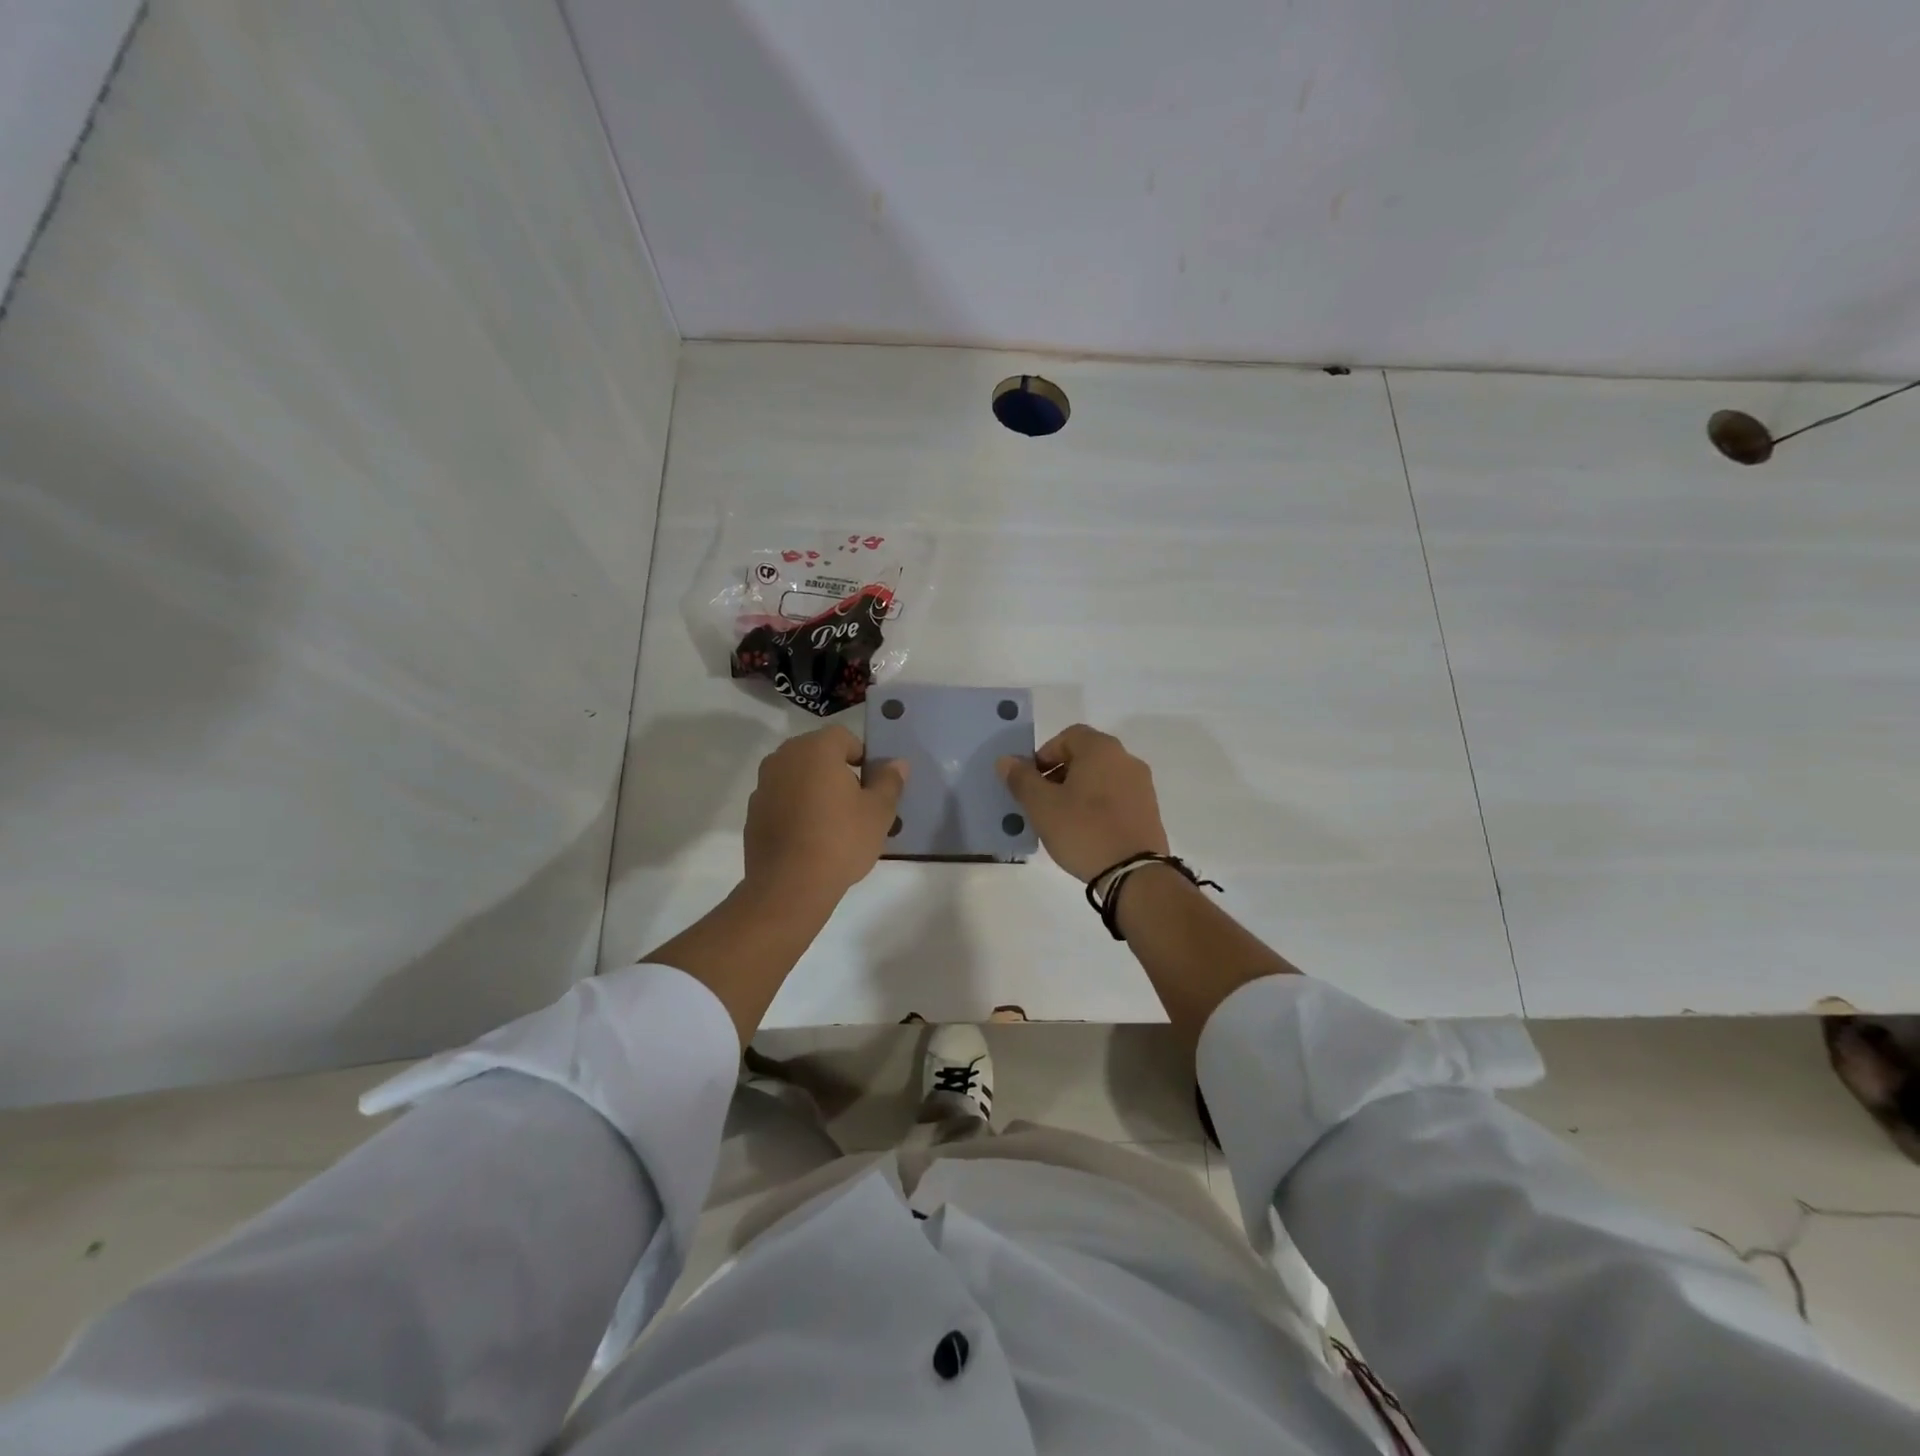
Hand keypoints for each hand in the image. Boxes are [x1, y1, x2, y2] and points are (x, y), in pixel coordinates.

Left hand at [743, 724, 907, 904]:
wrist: (789, 886)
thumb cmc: (841, 840)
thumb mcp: (879, 812)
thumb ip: (889, 782)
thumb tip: (897, 764)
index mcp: (816, 749)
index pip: (843, 737)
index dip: (862, 756)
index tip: (871, 785)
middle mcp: (784, 758)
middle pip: (817, 753)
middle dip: (837, 770)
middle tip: (855, 803)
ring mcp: (763, 785)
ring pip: (796, 776)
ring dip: (814, 788)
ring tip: (832, 822)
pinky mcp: (752, 812)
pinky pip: (781, 799)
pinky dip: (795, 808)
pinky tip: (809, 837)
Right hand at [999, 724, 1168, 881]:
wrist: (1135, 874)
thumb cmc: (1084, 830)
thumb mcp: (1042, 805)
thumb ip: (1022, 779)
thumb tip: (1006, 760)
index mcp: (1101, 749)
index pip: (1068, 736)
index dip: (1044, 754)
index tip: (1032, 781)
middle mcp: (1126, 759)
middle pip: (1085, 756)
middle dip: (1059, 774)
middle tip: (1042, 802)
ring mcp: (1142, 786)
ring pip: (1101, 778)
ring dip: (1078, 791)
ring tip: (1062, 820)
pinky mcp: (1149, 811)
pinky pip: (1116, 797)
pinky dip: (1098, 806)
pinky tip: (1086, 831)